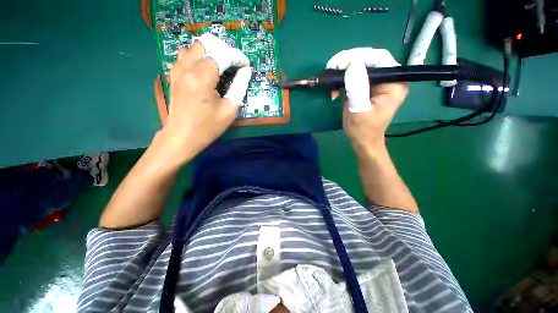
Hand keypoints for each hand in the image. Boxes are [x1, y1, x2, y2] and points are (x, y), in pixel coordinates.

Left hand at [159, 33, 251, 162]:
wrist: (182, 136)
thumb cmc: (208, 127)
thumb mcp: (229, 110)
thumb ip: (239, 87)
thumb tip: (245, 71)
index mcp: (202, 77)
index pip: (222, 55)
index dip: (237, 57)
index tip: (246, 65)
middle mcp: (187, 67)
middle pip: (206, 44)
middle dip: (223, 50)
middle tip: (234, 64)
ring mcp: (177, 70)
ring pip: (194, 47)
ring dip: (210, 51)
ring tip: (221, 65)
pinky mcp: (174, 75)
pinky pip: (186, 55)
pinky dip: (199, 56)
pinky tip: (206, 69)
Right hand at [326, 48, 407, 152]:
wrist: (363, 141)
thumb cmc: (363, 130)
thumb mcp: (359, 110)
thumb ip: (357, 88)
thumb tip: (352, 64)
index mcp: (393, 84)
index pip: (379, 59)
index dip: (359, 56)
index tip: (339, 63)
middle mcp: (388, 79)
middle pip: (369, 60)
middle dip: (348, 63)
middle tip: (332, 69)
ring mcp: (377, 83)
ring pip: (360, 67)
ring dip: (343, 72)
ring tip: (332, 83)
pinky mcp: (367, 87)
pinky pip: (354, 76)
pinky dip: (342, 80)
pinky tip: (335, 90)